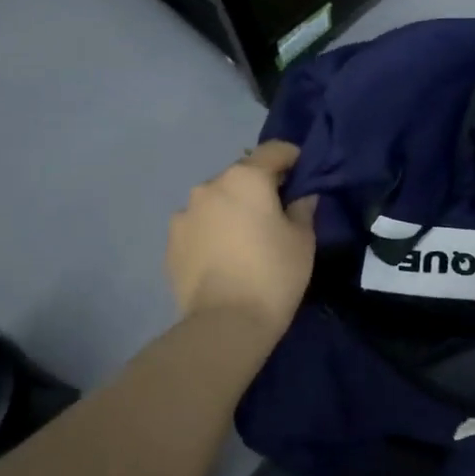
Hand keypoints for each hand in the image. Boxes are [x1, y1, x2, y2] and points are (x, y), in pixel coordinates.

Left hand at [166, 140, 317, 339]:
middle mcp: (209, 186)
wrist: (224, 324)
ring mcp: (185, 214)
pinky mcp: (171, 242)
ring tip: (244, 240)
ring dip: (231, 210)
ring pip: (216, 201)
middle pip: (241, 175)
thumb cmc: (273, 274)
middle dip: (259, 188)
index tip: (302, 175)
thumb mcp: (303, 240)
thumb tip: (301, 197)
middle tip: (275, 214)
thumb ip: (303, 208)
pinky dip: (212, 232)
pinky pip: (198, 226)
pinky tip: (223, 258)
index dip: (292, 158)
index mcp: (245, 178)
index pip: (274, 150)